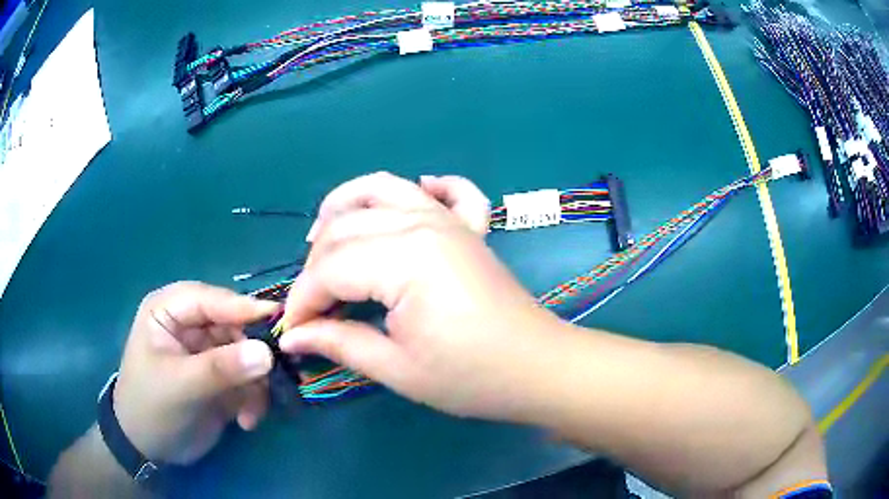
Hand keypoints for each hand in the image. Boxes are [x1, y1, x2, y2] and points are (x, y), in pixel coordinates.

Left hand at [113, 282, 279, 464]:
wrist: (149, 449)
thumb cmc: (151, 407)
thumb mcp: (180, 386)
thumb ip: (220, 368)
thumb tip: (267, 352)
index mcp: (169, 311)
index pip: (209, 299)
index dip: (243, 308)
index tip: (279, 320)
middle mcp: (190, 325)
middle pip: (234, 326)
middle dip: (253, 354)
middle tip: (272, 378)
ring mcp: (208, 352)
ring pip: (247, 355)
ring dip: (255, 384)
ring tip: (253, 413)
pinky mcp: (221, 378)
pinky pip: (249, 380)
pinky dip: (253, 400)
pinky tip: (245, 422)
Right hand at [279, 172, 566, 419]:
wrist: (537, 367)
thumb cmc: (471, 377)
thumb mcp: (398, 369)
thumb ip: (339, 343)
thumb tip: (291, 336)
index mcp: (406, 259)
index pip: (330, 270)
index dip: (303, 301)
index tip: (292, 332)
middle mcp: (423, 224)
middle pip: (346, 229)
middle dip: (315, 267)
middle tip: (309, 307)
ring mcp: (450, 220)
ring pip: (382, 190)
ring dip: (345, 207)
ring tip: (321, 237)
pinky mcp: (469, 228)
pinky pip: (448, 190)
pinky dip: (426, 186)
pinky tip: (413, 194)